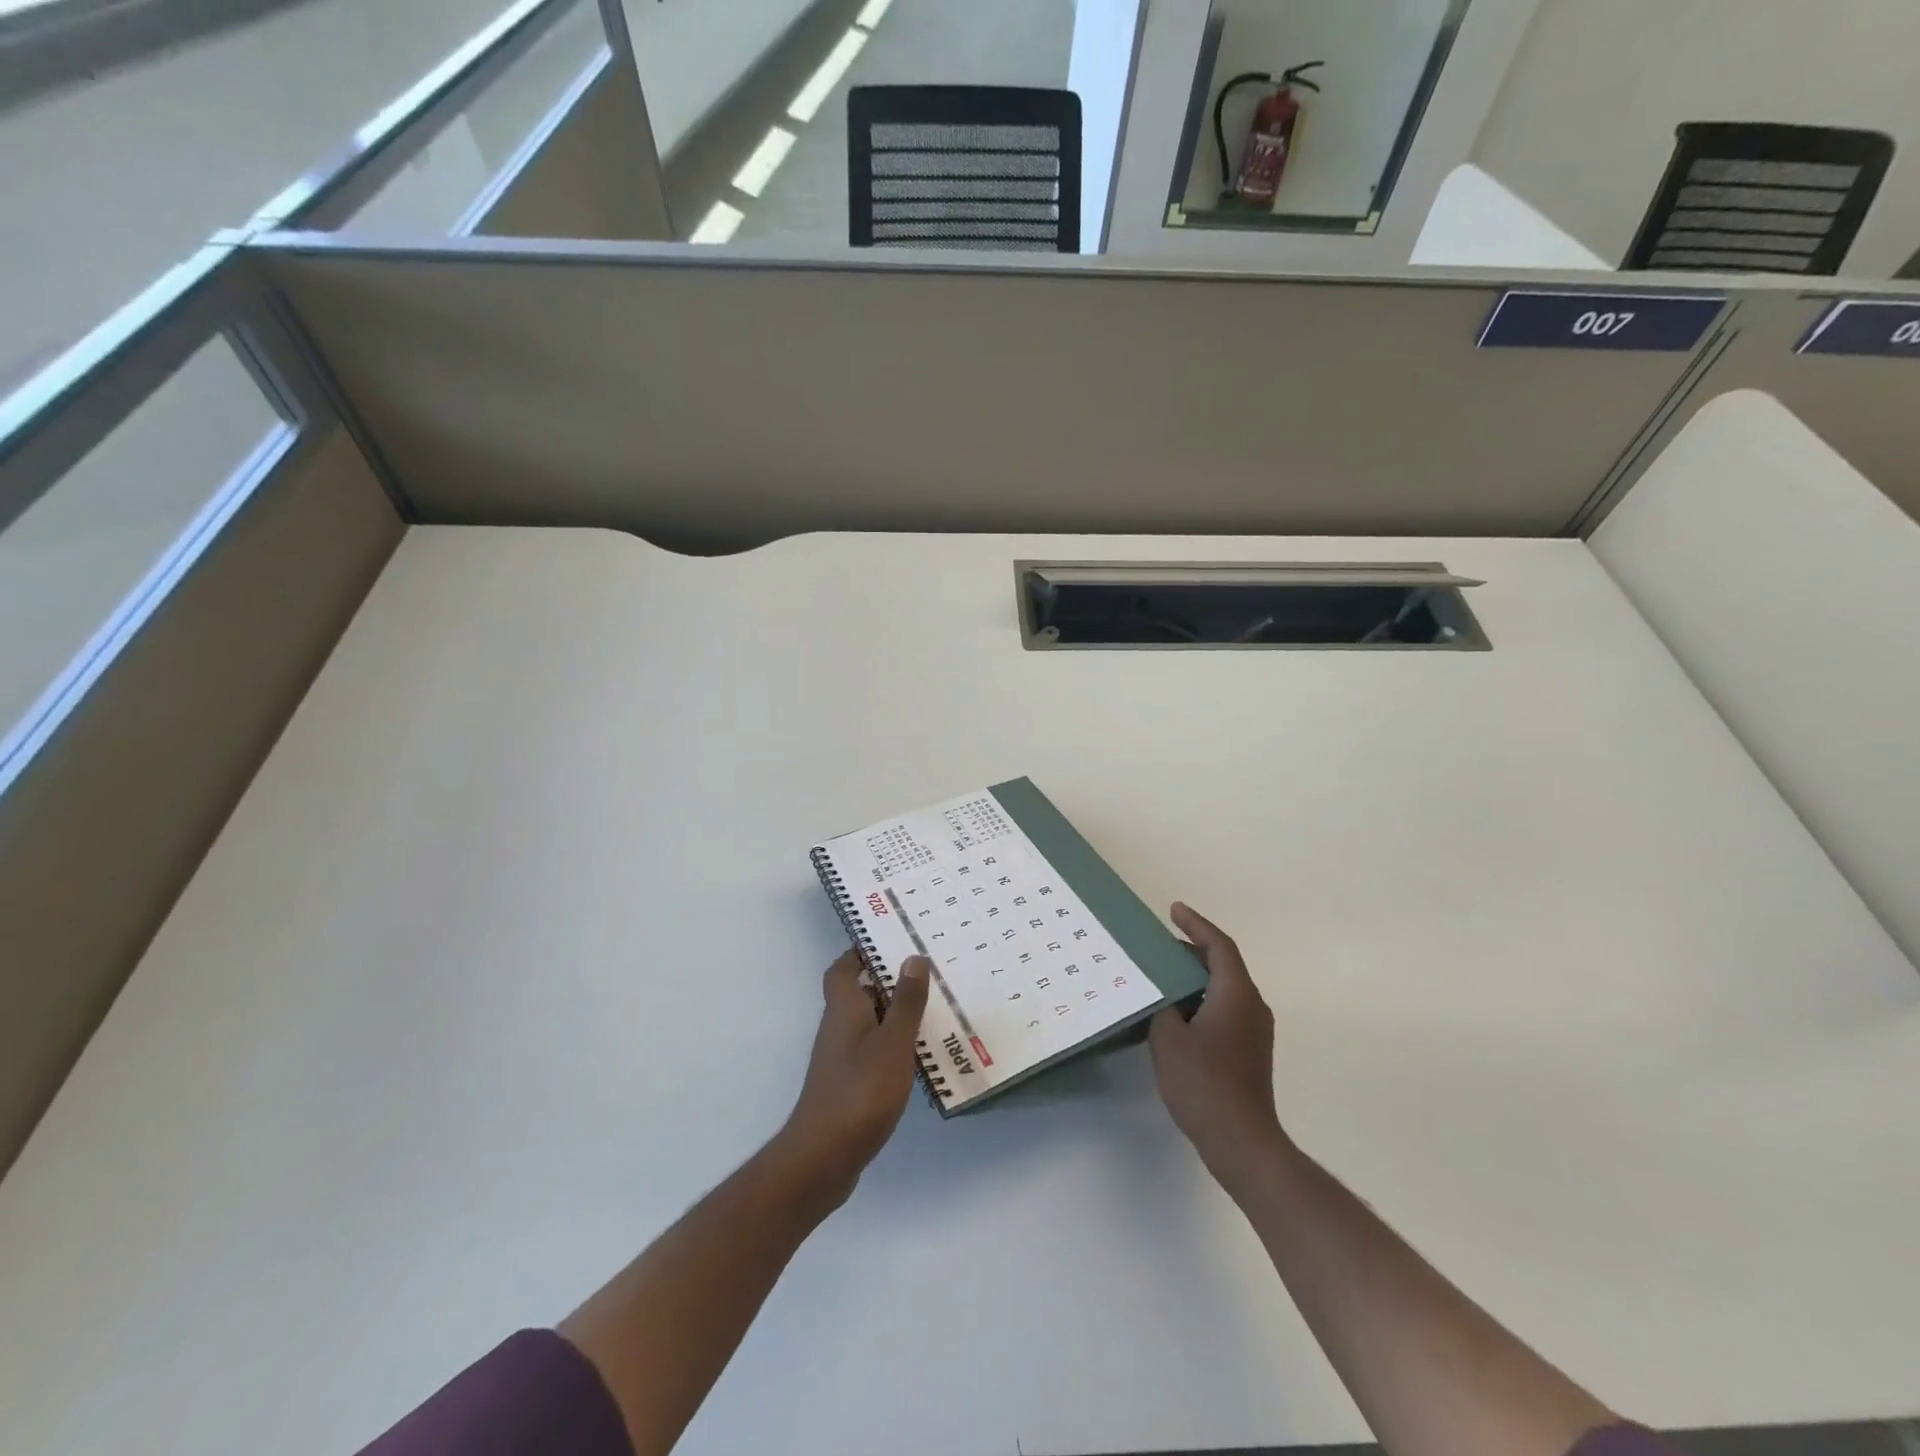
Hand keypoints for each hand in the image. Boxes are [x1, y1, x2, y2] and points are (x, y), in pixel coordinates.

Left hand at [773, 950, 930, 1210]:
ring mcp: (840, 1060)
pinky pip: (870, 1052)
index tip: (888, 942)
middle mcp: (837, 1029)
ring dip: (892, 1015)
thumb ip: (905, 1001)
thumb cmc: (860, 1090)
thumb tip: (912, 957)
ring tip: (931, 1010)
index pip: (842, 969)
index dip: (859, 953)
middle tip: (924, 973)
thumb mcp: (892, 1042)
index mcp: (844, 1009)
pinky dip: (891, 1046)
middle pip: (857, 994)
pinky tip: (916, 1057)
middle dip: (886, 982)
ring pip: (867, 1024)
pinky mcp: (847, 1086)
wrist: (823, 1157)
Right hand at [1149, 903, 1284, 1187]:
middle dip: (1191, 950)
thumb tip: (1163, 995)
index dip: (1196, 924)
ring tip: (1161, 975)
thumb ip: (1162, 1006)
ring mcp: (1254, 1031)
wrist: (1242, 1141)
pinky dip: (1200, 999)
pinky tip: (1175, 1013)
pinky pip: (1224, 1008)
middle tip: (1158, 945)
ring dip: (1195, 977)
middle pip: (1223, 964)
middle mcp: (1252, 1005)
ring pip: (1223, 988)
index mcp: (1236, 994)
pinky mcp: (1250, 1051)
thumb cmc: (1203, 1083)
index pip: (1219, 946)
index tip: (1173, 910)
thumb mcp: (1168, 1038)